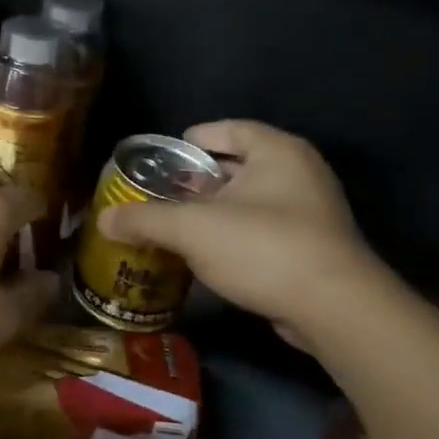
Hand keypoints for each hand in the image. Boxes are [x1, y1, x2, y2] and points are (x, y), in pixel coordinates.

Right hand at [96, 120, 383, 350]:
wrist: (334, 309)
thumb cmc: (263, 248)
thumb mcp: (192, 229)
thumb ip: (145, 219)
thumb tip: (104, 218)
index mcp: (276, 151)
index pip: (226, 129)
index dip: (189, 142)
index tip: (159, 160)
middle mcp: (298, 172)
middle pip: (235, 166)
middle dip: (195, 182)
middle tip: (159, 196)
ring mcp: (310, 211)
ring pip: (248, 201)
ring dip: (212, 212)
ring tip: (173, 226)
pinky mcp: (312, 247)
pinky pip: (261, 229)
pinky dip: (233, 236)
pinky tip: (205, 256)